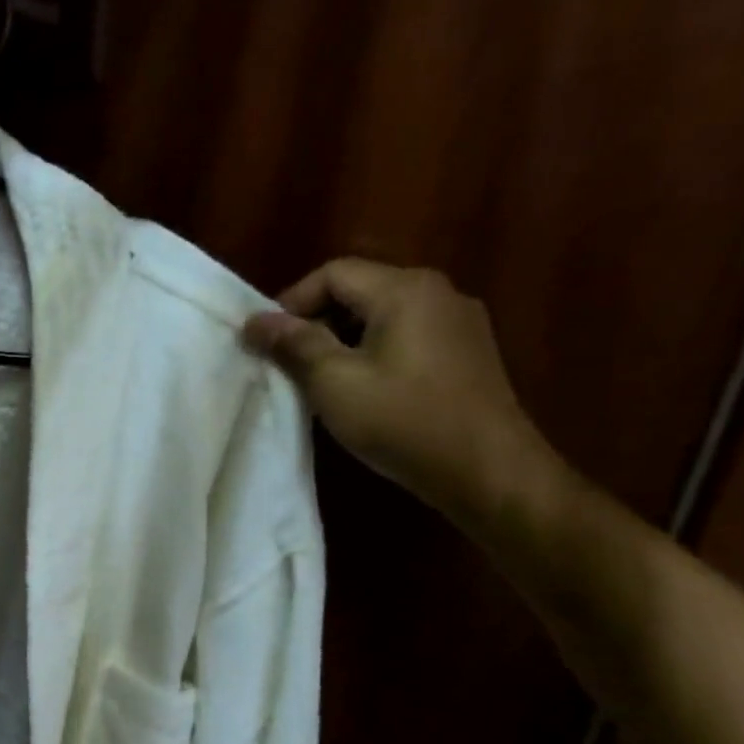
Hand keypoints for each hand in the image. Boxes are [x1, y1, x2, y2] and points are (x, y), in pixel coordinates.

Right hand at [242, 259, 563, 523]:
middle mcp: (438, 292)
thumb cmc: (403, 420)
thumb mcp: (334, 381)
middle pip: (360, 289)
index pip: (333, 273)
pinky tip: (362, 388)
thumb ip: (294, 343)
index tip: (266, 341)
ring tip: (318, 378)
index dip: (291, 302)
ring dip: (342, 338)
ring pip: (382, 314)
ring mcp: (458, 322)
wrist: (488, 470)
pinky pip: (407, 335)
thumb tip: (255, 320)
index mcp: (405, 289)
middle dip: (315, 320)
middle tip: (286, 361)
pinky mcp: (467, 353)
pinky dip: (373, 350)